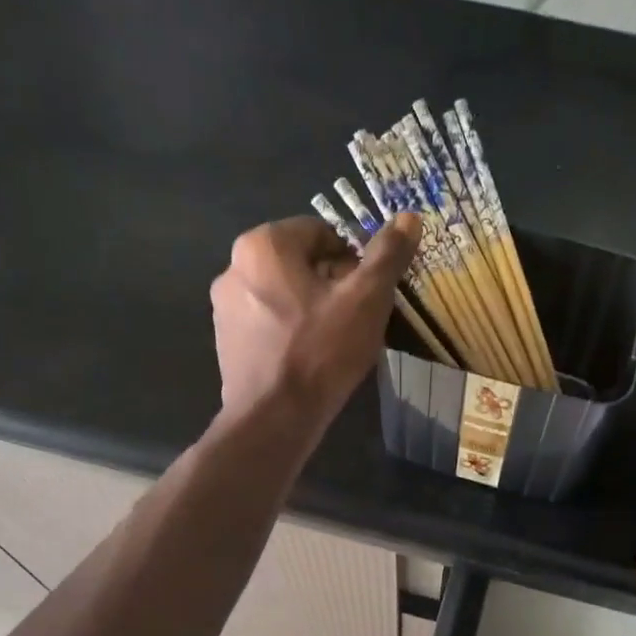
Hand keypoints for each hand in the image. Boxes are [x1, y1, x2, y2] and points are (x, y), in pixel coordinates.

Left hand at [210, 213, 420, 424]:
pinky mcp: (226, 342)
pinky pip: (267, 324)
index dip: (353, 259)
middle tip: (358, 318)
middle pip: (299, 263)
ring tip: (336, 342)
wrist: (273, 418)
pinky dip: (290, 332)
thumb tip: (410, 217)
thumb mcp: (366, 300)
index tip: (368, 292)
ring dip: (312, 308)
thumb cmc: (321, 352)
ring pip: (283, 294)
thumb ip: (387, 255)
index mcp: (263, 245)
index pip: (320, 231)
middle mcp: (233, 267)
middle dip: (332, 284)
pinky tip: (309, 359)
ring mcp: (224, 308)